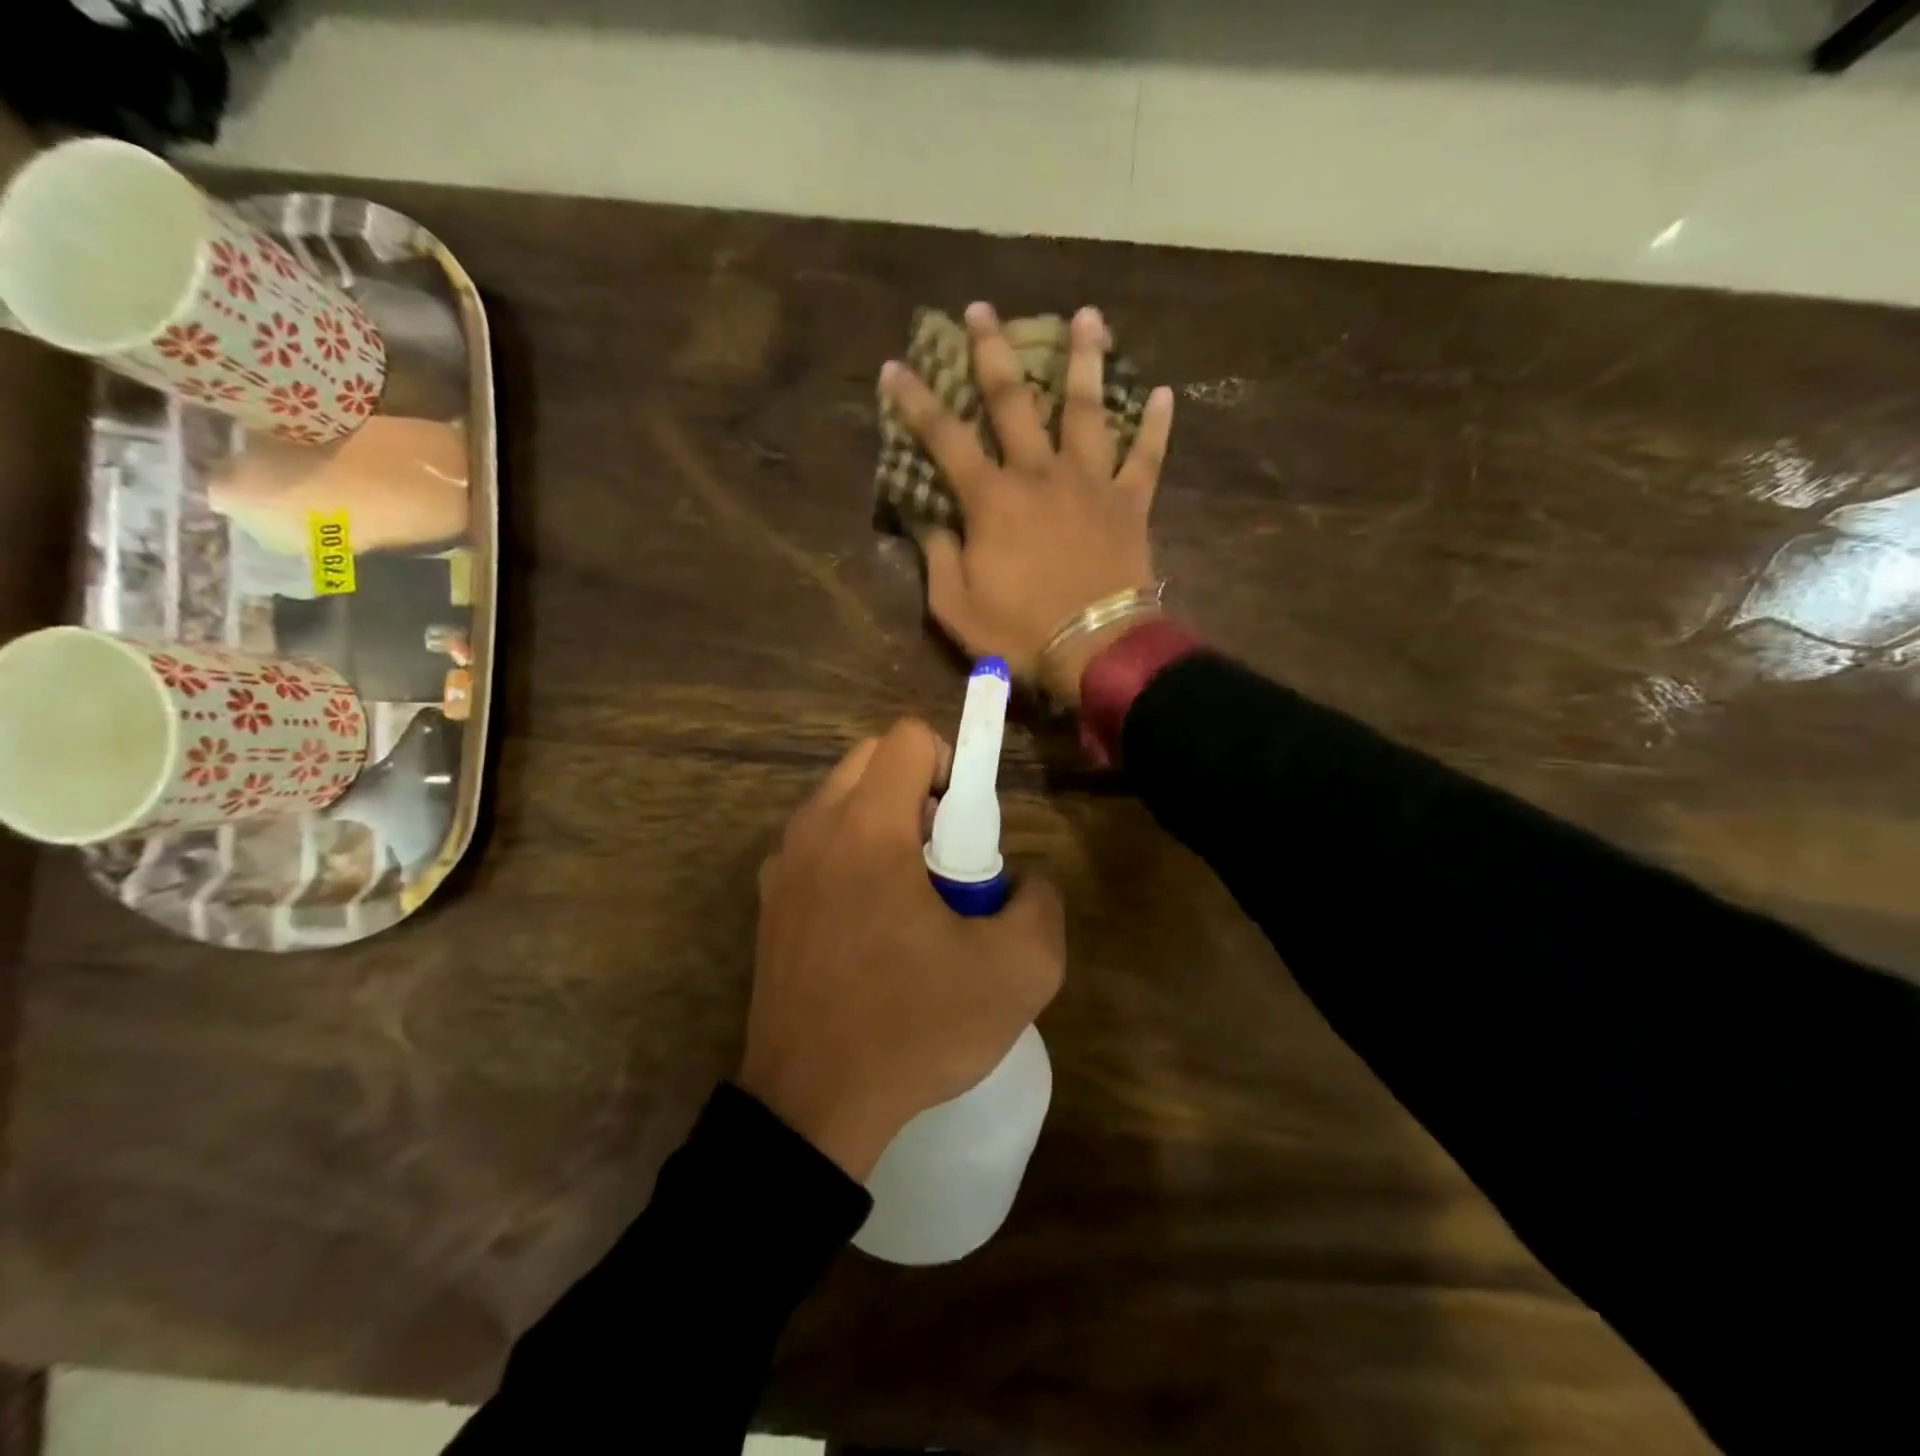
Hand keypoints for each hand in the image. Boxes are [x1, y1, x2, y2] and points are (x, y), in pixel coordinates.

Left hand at [740, 719, 1065, 1179]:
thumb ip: (1041, 903)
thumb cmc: (914, 1028)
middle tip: (946, 856)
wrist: (813, 1107)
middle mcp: (815, 828)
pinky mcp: (769, 903)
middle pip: (872, 759)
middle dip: (919, 788)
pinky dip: (850, 854)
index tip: (969, 827)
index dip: (953, 764)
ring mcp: (782, 865)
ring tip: (911, 894)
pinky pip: (818, 844)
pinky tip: (871, 924)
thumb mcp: (1019, 971)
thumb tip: (1023, 882)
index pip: (909, 738)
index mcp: (868, 827)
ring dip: (884, 820)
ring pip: (841, 800)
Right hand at [882, 302, 1175, 703]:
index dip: (915, 401)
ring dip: (1085, 360)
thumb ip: (938, 556)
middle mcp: (1040, 475)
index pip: (944, 438)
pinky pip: (1146, 459)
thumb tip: (928, 518)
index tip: (894, 364)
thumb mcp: (955, 606)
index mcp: (992, 500)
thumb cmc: (1020, 633)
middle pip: (1014, 402)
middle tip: (982, 309)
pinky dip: (1156, 428)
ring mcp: (1090, 484)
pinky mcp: (1129, 504)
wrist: (1096, 649)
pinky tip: (1165, 394)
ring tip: (1088, 315)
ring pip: (1087, 410)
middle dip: (993, 353)